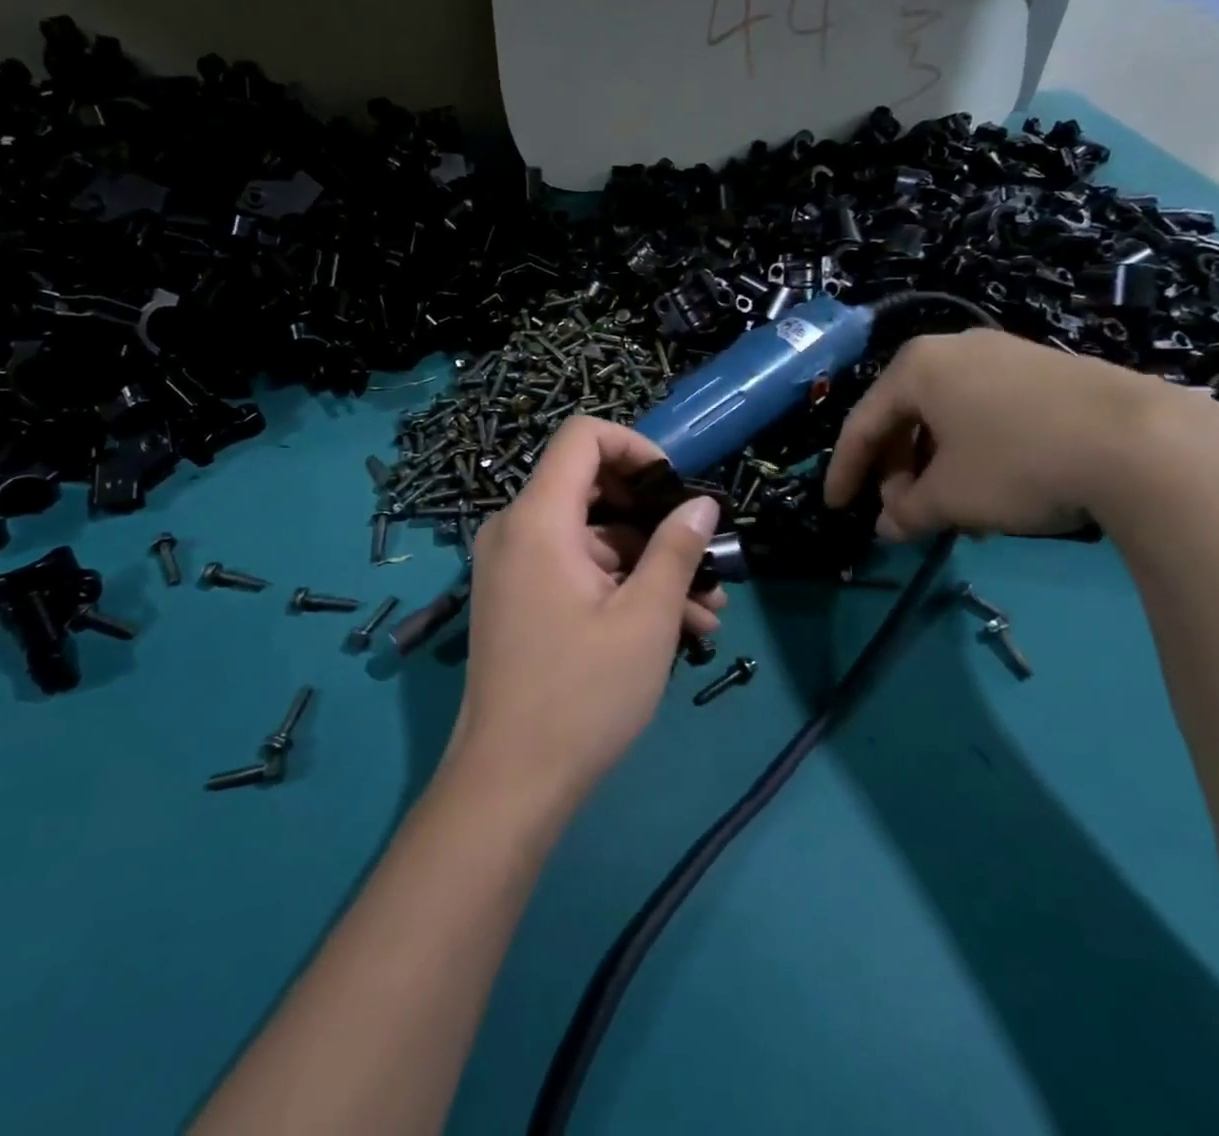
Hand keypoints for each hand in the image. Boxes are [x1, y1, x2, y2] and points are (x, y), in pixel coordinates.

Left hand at [454, 417, 723, 802]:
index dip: (636, 447)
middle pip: (591, 487)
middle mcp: (516, 530)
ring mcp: (514, 566)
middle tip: (704, 554)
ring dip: (649, 563)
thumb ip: (677, 549)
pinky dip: (620, 585)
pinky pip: (575, 569)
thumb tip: (702, 505)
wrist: (510, 782)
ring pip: (592, 537)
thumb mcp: (646, 617)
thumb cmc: (582, 693)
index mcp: (538, 519)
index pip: (583, 437)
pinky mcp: (520, 598)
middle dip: (655, 517)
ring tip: (708, 609)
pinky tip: (676, 626)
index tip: (676, 488)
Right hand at [824, 331, 1171, 538]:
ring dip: (936, 468)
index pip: (862, 424)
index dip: (845, 472)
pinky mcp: (1047, 371)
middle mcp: (955, 349)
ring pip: (948, 418)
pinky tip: (992, 490)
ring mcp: (1005, 355)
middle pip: (906, 417)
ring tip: (949, 512)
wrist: (1143, 441)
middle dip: (897, 472)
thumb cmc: (1017, 462)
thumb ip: (905, 512)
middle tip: (901, 513)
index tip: (836, 508)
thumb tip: (887, 526)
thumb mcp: (949, 497)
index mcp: (916, 367)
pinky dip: (974, 453)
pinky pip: (987, 413)